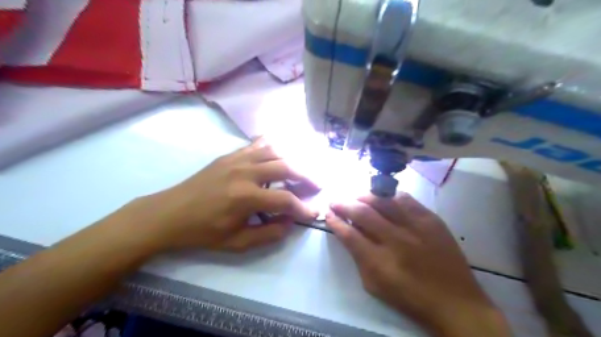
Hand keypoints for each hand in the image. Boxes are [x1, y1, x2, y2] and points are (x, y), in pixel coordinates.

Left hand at [125, 136, 316, 251]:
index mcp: (246, 197)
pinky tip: (280, 151)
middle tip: (317, 185)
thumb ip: (268, 234)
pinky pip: (257, 144)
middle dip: (306, 176)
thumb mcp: (236, 243)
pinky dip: (273, 146)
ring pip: (275, 151)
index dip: (304, 208)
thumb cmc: (203, 231)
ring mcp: (237, 159)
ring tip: (302, 170)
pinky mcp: (230, 155)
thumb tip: (290, 222)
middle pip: (287, 166)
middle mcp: (246, 172)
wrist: (169, 213)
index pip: (286, 200)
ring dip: (293, 159)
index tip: (314, 212)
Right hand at [326, 192, 508, 336]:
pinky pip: (406, 199)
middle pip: (362, 212)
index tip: (328, 214)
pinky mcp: (431, 220)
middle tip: (335, 201)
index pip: (349, 234)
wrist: (456, 302)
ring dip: (365, 196)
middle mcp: (395, 239)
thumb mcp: (375, 286)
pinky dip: (390, 196)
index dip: (335, 221)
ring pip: (383, 200)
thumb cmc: (410, 298)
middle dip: (344, 204)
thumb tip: (348, 234)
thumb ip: (358, 258)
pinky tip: (384, 198)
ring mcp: (415, 226)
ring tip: (356, 197)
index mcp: (379, 261)